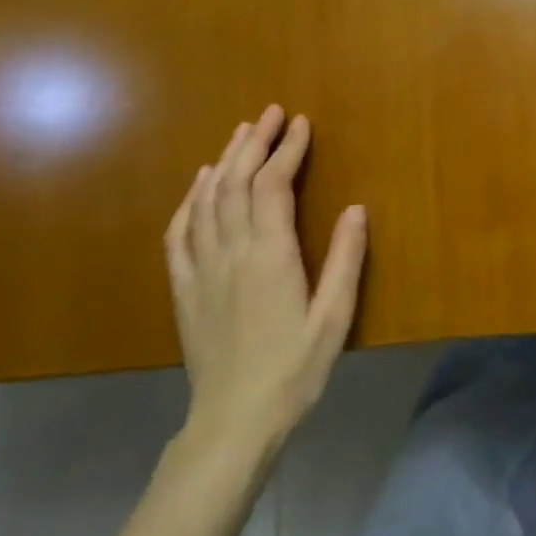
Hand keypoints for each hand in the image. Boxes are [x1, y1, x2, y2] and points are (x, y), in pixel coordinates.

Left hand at [164, 108, 367, 467]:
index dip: (286, 149)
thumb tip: (356, 208)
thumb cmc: (294, 369)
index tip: (301, 123)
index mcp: (269, 256)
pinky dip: (190, 199)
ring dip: (224, 160)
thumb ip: (345, 260)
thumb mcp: (335, 317)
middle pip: (236, 182)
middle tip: (272, 113)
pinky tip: (200, 182)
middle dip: (255, 142)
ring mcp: (201, 269)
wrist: (234, 422)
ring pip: (207, 200)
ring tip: (242, 133)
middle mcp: (231, 252)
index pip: (272, 186)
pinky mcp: (184, 287)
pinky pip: (179, 232)